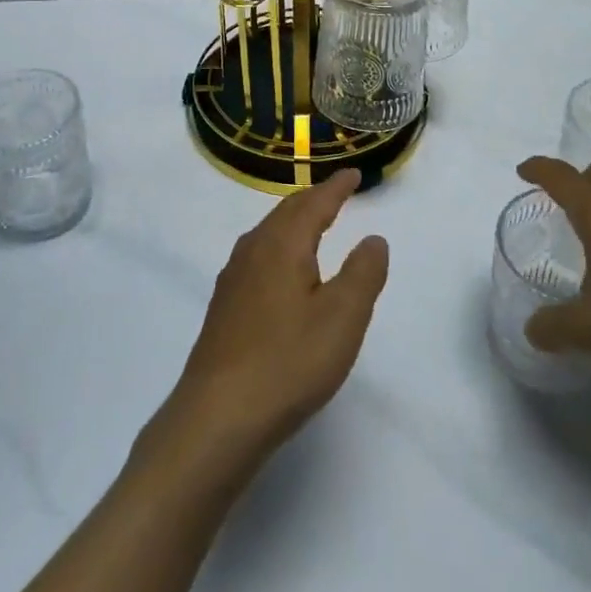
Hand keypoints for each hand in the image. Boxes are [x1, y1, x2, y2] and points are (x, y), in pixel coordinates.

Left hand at [146, 170, 388, 479]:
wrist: (217, 416)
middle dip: (314, 199)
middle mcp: (253, 250)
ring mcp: (233, 278)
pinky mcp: (225, 306)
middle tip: (337, 193)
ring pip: (269, 234)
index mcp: (281, 245)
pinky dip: (281, 247)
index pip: (313, 203)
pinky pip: (259, 257)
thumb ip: (363, 273)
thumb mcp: (342, 319)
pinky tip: (284, 272)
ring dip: (295, 222)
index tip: (353, 174)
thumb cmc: (288, 362)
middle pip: (286, 212)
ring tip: (315, 224)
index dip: (336, 187)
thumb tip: (373, 238)